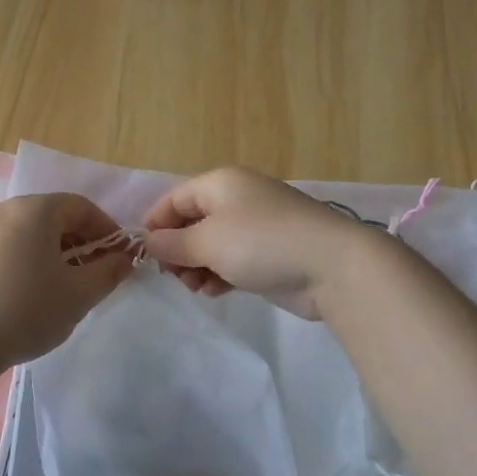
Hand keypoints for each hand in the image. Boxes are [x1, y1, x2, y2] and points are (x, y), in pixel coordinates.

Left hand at [0, 193, 135, 371]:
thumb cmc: (26, 310)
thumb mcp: (79, 294)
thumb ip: (109, 272)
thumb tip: (124, 258)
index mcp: (35, 210)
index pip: (81, 206)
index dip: (106, 229)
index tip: (120, 256)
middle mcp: (6, 211)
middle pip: (55, 216)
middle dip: (82, 241)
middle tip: (97, 273)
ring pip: (32, 232)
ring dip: (58, 252)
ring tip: (68, 286)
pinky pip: (12, 246)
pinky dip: (32, 259)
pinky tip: (36, 292)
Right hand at [140, 167, 364, 319]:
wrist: (331, 266)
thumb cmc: (261, 243)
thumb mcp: (207, 241)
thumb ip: (172, 243)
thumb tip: (147, 241)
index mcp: (220, 183)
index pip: (174, 199)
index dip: (155, 225)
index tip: (144, 256)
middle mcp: (237, 199)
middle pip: (192, 223)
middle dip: (177, 251)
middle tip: (174, 277)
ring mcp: (256, 226)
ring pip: (211, 245)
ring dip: (196, 267)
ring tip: (196, 289)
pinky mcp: (270, 253)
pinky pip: (232, 260)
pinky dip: (219, 274)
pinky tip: (216, 292)